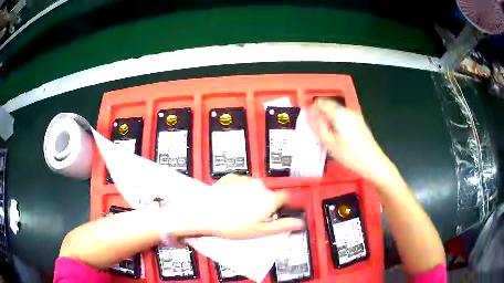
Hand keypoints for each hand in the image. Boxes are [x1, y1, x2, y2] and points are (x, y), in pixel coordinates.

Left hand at [164, 175, 304, 238]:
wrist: (205, 212)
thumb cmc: (231, 224)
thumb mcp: (260, 231)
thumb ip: (283, 225)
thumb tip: (299, 223)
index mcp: (269, 198)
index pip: (288, 198)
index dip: (287, 205)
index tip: (283, 211)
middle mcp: (260, 186)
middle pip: (270, 194)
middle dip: (266, 203)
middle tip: (255, 217)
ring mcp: (246, 180)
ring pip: (256, 189)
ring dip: (252, 197)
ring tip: (240, 210)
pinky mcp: (233, 177)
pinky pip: (242, 184)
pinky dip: (240, 191)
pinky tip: (232, 202)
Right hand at [307, 98, 400, 187]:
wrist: (373, 163)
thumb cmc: (349, 155)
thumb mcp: (329, 143)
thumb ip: (318, 125)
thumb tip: (310, 111)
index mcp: (339, 113)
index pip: (321, 102)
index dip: (312, 109)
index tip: (309, 122)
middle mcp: (348, 110)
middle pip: (329, 105)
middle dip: (321, 114)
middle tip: (317, 131)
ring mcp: (355, 115)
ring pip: (337, 111)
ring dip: (329, 119)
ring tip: (327, 136)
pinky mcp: (359, 121)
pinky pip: (344, 117)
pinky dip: (337, 122)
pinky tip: (339, 137)